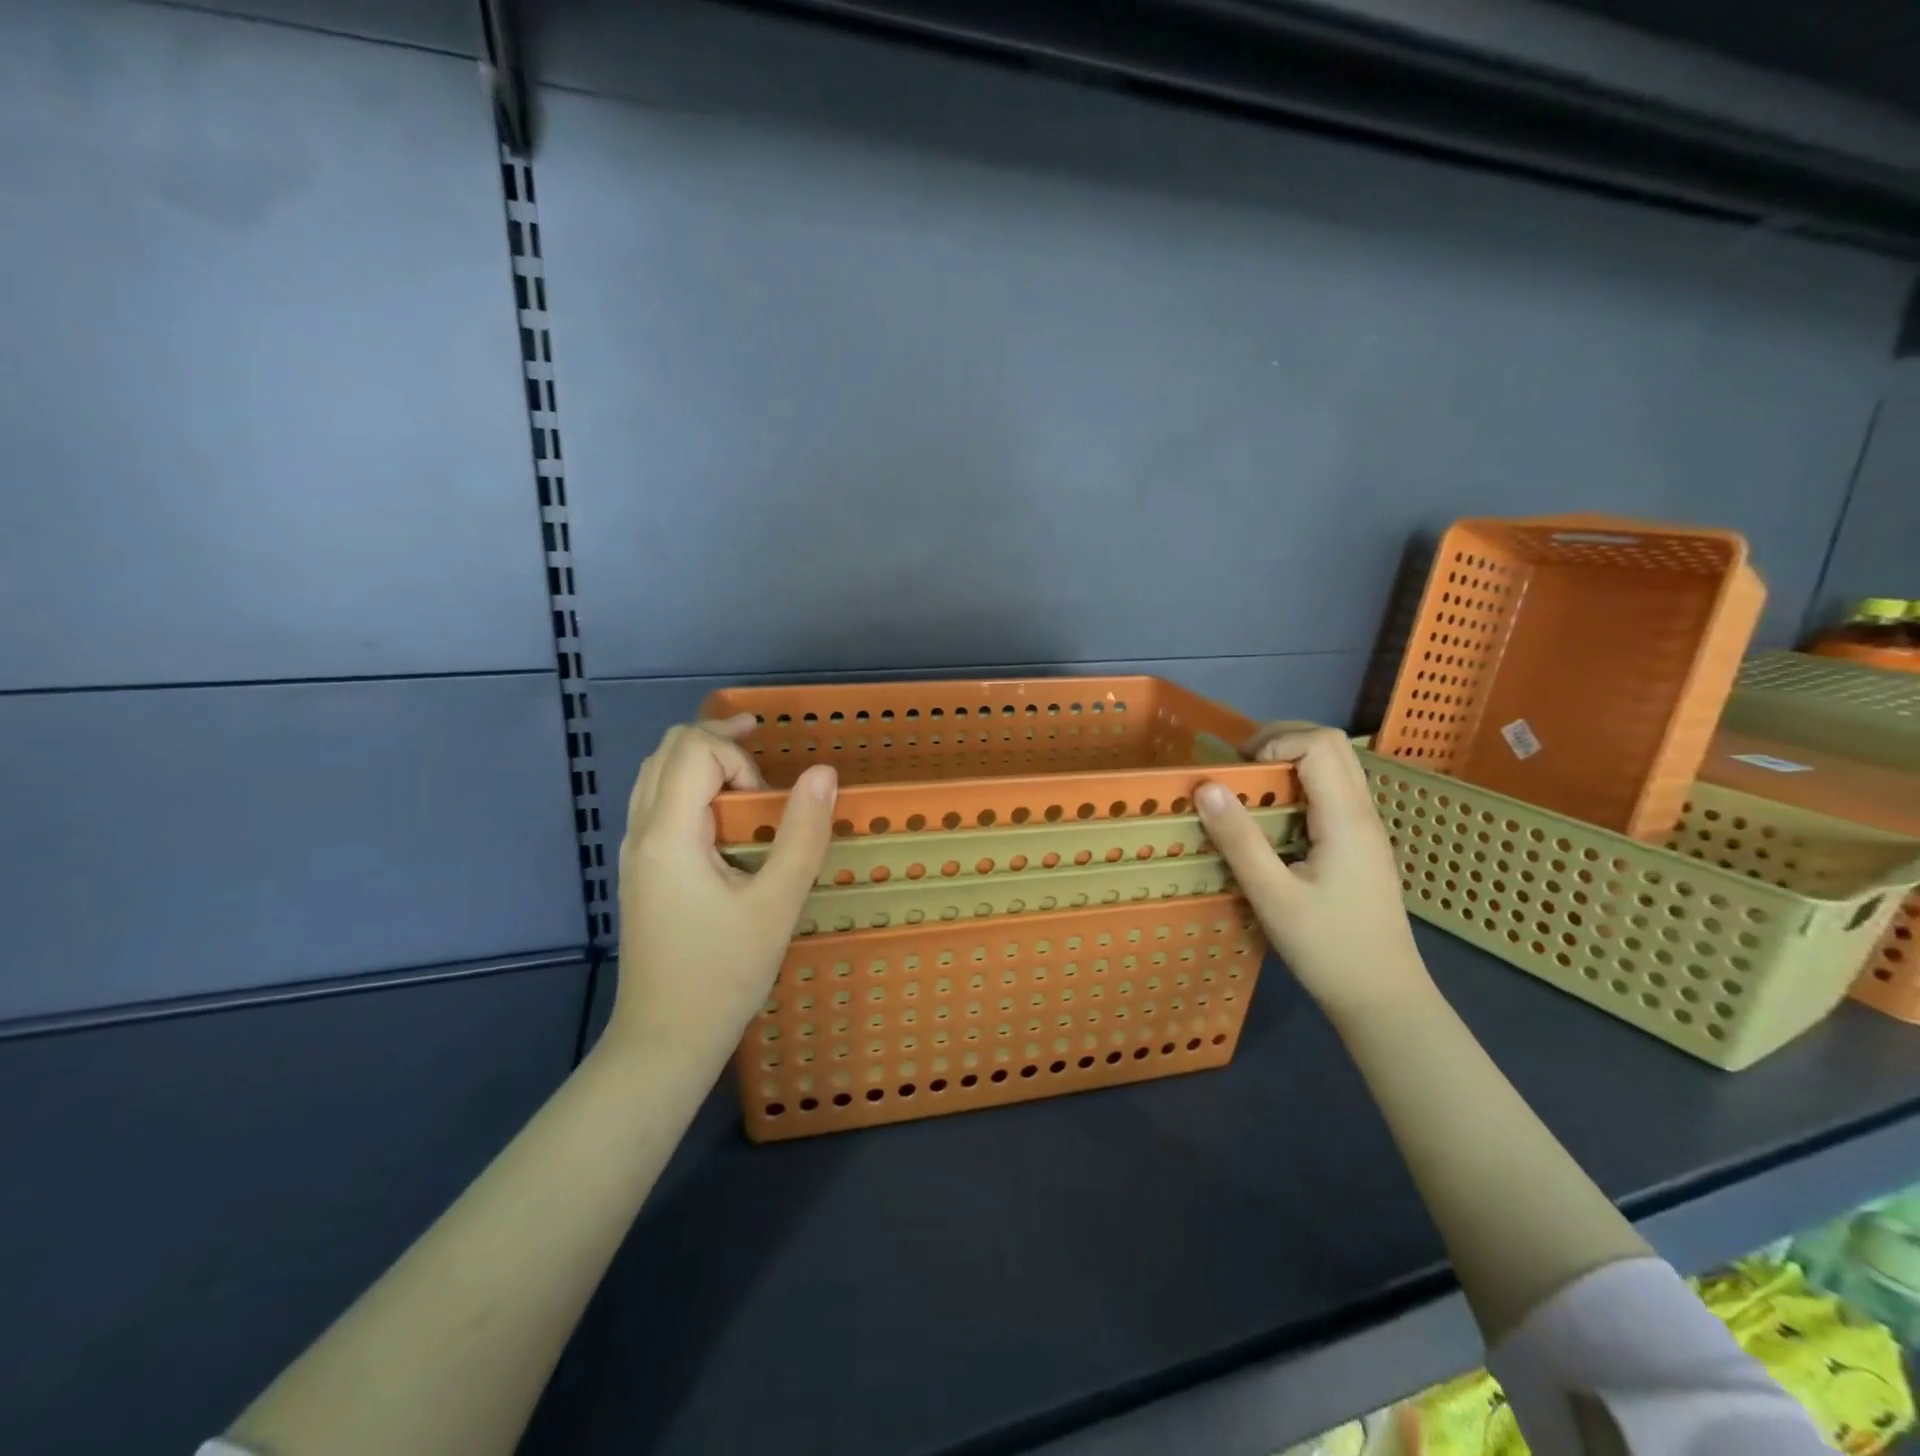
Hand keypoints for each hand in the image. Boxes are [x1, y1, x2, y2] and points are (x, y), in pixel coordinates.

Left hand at [611, 716, 837, 1066]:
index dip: (738, 757)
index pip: (694, 749)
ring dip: (702, 760)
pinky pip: (657, 801)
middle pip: (668, 749)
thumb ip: (802, 834)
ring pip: (656, 773)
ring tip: (748, 772)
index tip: (767, 802)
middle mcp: (641, 831)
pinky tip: (723, 813)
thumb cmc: (723, 974)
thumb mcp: (777, 904)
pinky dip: (691, 785)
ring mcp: (635, 851)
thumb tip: (823, 773)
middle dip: (718, 741)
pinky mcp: (641, 870)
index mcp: (669, 834)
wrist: (664, 1039)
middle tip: (764, 753)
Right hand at [1195, 724, 1431, 1023]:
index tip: (1237, 771)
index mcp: (1346, 819)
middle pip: (1332, 746)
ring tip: (1250, 787)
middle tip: (1239, 766)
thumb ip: (1239, 839)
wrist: (1384, 999)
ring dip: (1292, 760)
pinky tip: (1275, 818)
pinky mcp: (1362, 847)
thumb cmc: (1328, 949)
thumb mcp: (1272, 896)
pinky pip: (1335, 793)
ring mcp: (1367, 830)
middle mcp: (1363, 814)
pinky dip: (1302, 785)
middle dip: (1281, 739)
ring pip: (1337, 767)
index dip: (1274, 741)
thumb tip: (1206, 786)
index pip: (1318, 745)